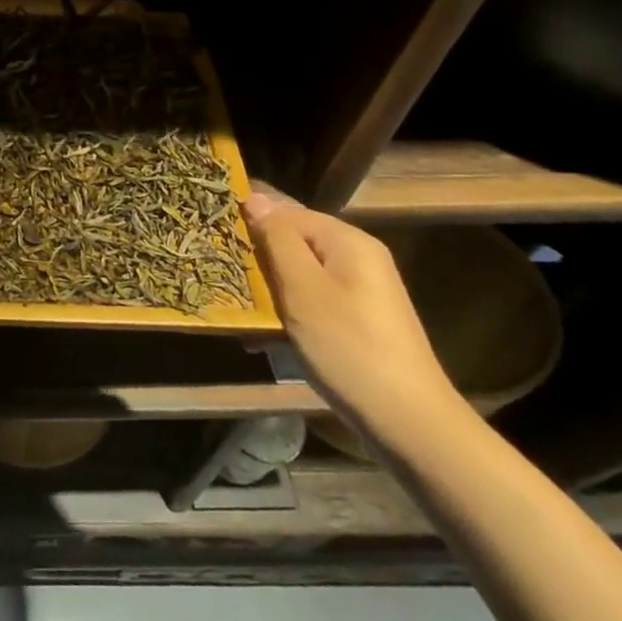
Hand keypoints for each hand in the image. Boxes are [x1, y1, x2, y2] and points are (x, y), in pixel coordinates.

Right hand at [243, 191, 462, 445]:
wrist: (408, 422)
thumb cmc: (348, 346)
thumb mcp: (303, 289)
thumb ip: (278, 239)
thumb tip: (255, 198)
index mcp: (347, 241)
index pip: (286, 212)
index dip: (250, 223)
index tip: (213, 241)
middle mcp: (356, 257)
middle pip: (292, 242)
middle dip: (256, 259)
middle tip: (219, 278)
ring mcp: (359, 291)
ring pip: (298, 274)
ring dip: (266, 290)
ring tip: (234, 312)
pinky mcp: (356, 320)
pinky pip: (310, 301)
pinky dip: (285, 313)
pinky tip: (260, 337)